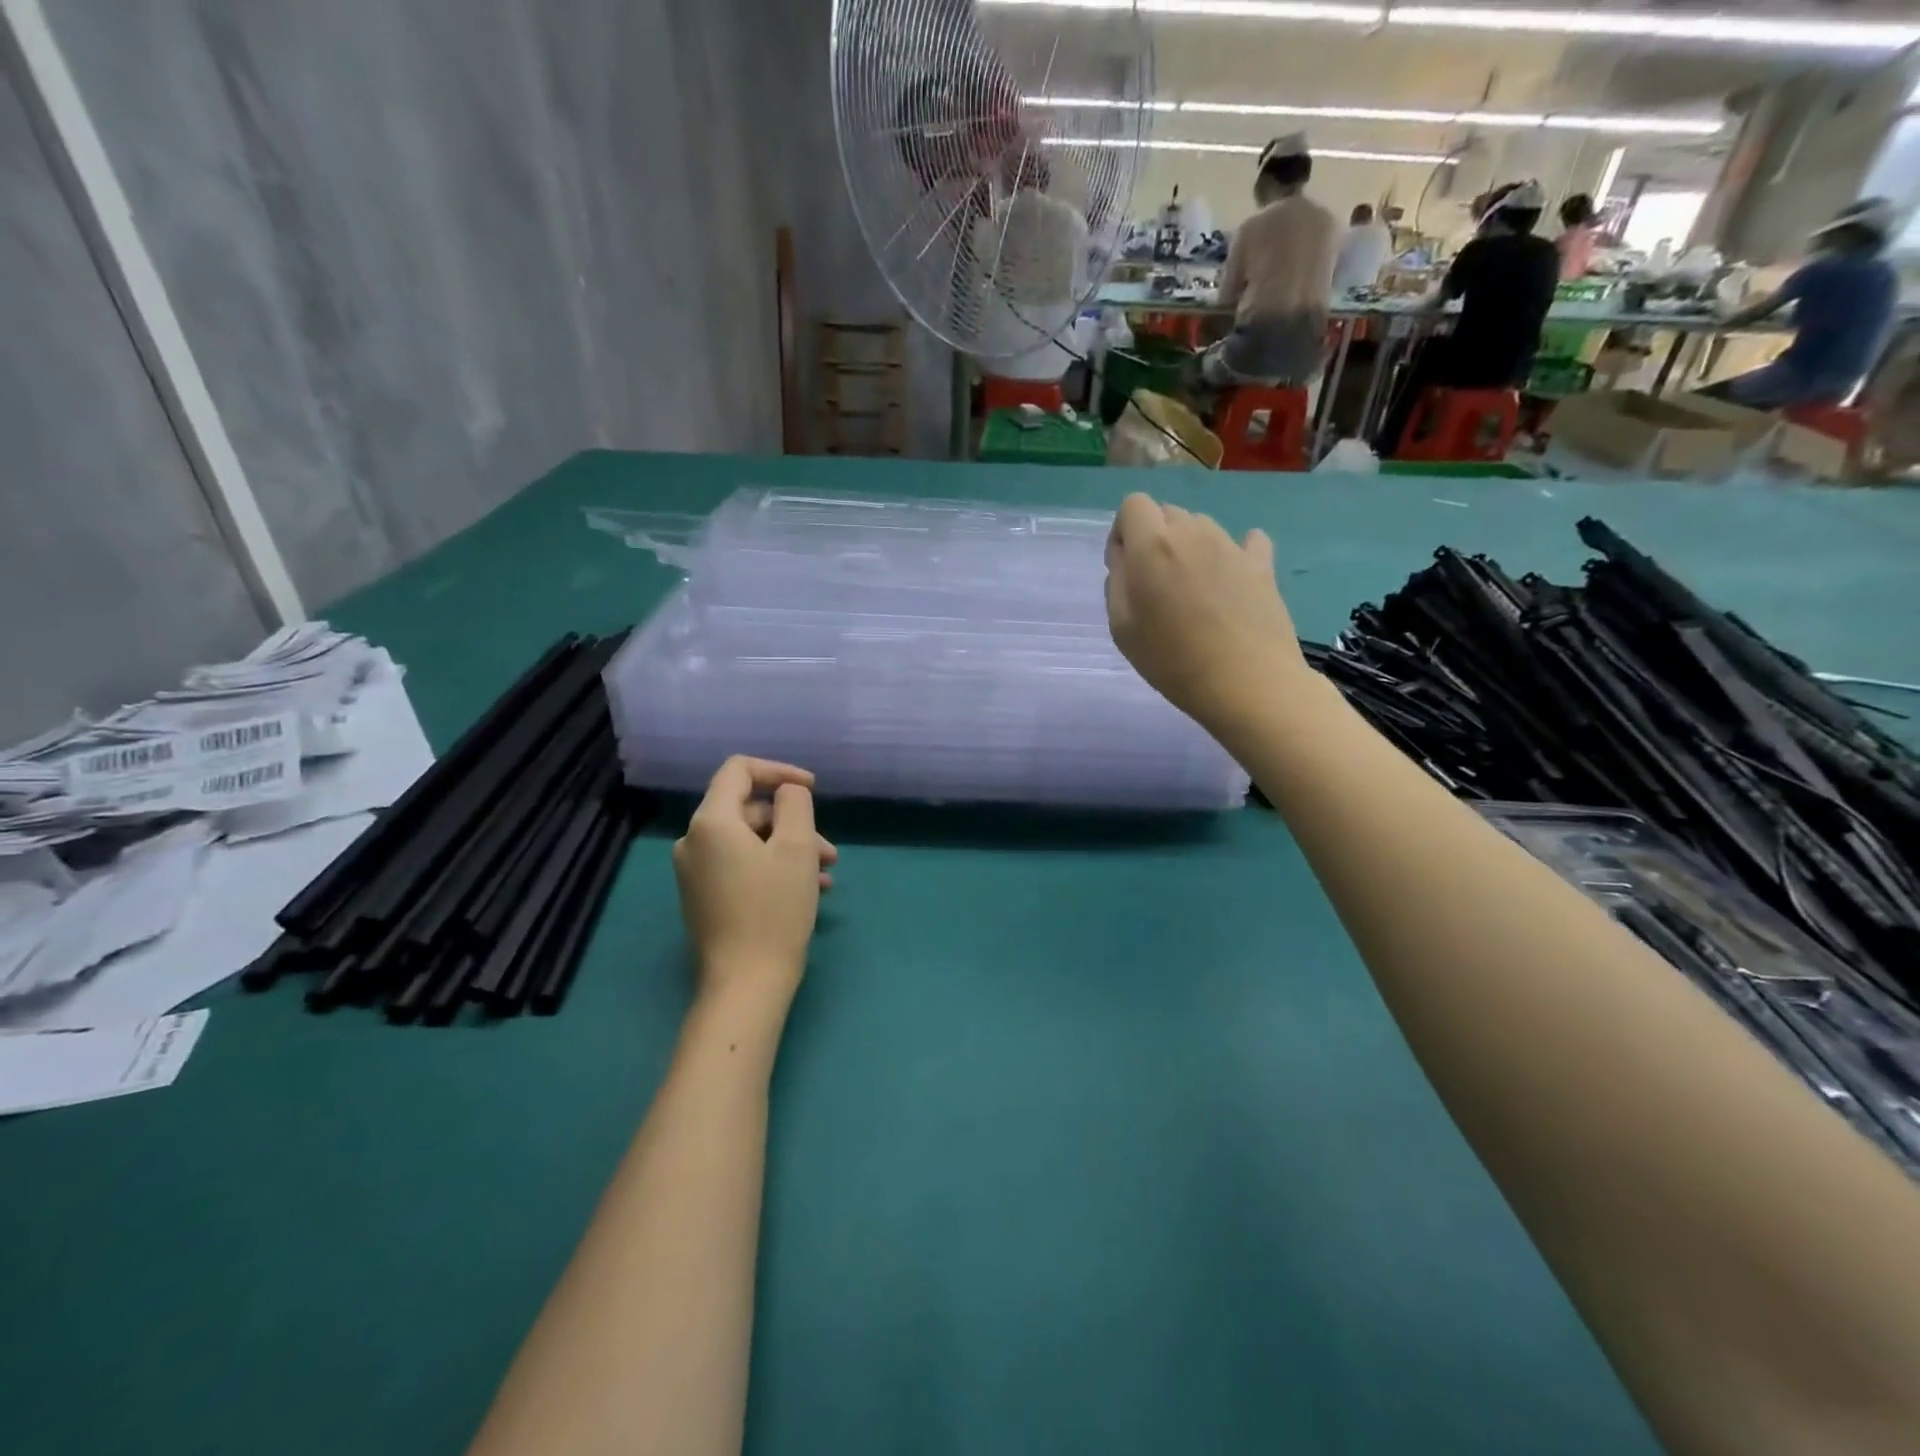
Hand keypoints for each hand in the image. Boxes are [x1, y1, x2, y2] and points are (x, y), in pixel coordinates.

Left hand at [673, 757, 837, 1012]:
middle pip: (749, 811)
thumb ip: (794, 804)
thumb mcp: (796, 848)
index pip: (739, 770)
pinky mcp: (703, 897)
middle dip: (794, 824)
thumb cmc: (774, 910)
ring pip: (750, 841)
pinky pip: (741, 865)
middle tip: (829, 853)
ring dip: (790, 849)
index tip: (812, 788)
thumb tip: (786, 793)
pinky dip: (773, 868)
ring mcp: (695, 872)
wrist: (745, 984)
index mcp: (710, 822)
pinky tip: (808, 891)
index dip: (779, 771)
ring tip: (826, 876)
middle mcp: (693, 841)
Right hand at [1105, 493, 1306, 730]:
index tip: (1125, 569)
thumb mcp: (1121, 627)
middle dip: (1155, 539)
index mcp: (1153, 545)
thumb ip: (1117, 582)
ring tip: (1192, 592)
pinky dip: (1233, 554)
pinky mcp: (1262, 565)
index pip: (1133, 505)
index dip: (1123, 533)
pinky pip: (1246, 542)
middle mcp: (1193, 533)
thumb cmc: (1172, 660)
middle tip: (1156, 587)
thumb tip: (1126, 559)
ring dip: (1189, 548)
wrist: (1246, 683)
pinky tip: (1231, 580)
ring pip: (1202, 527)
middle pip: (1167, 514)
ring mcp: (1232, 546)